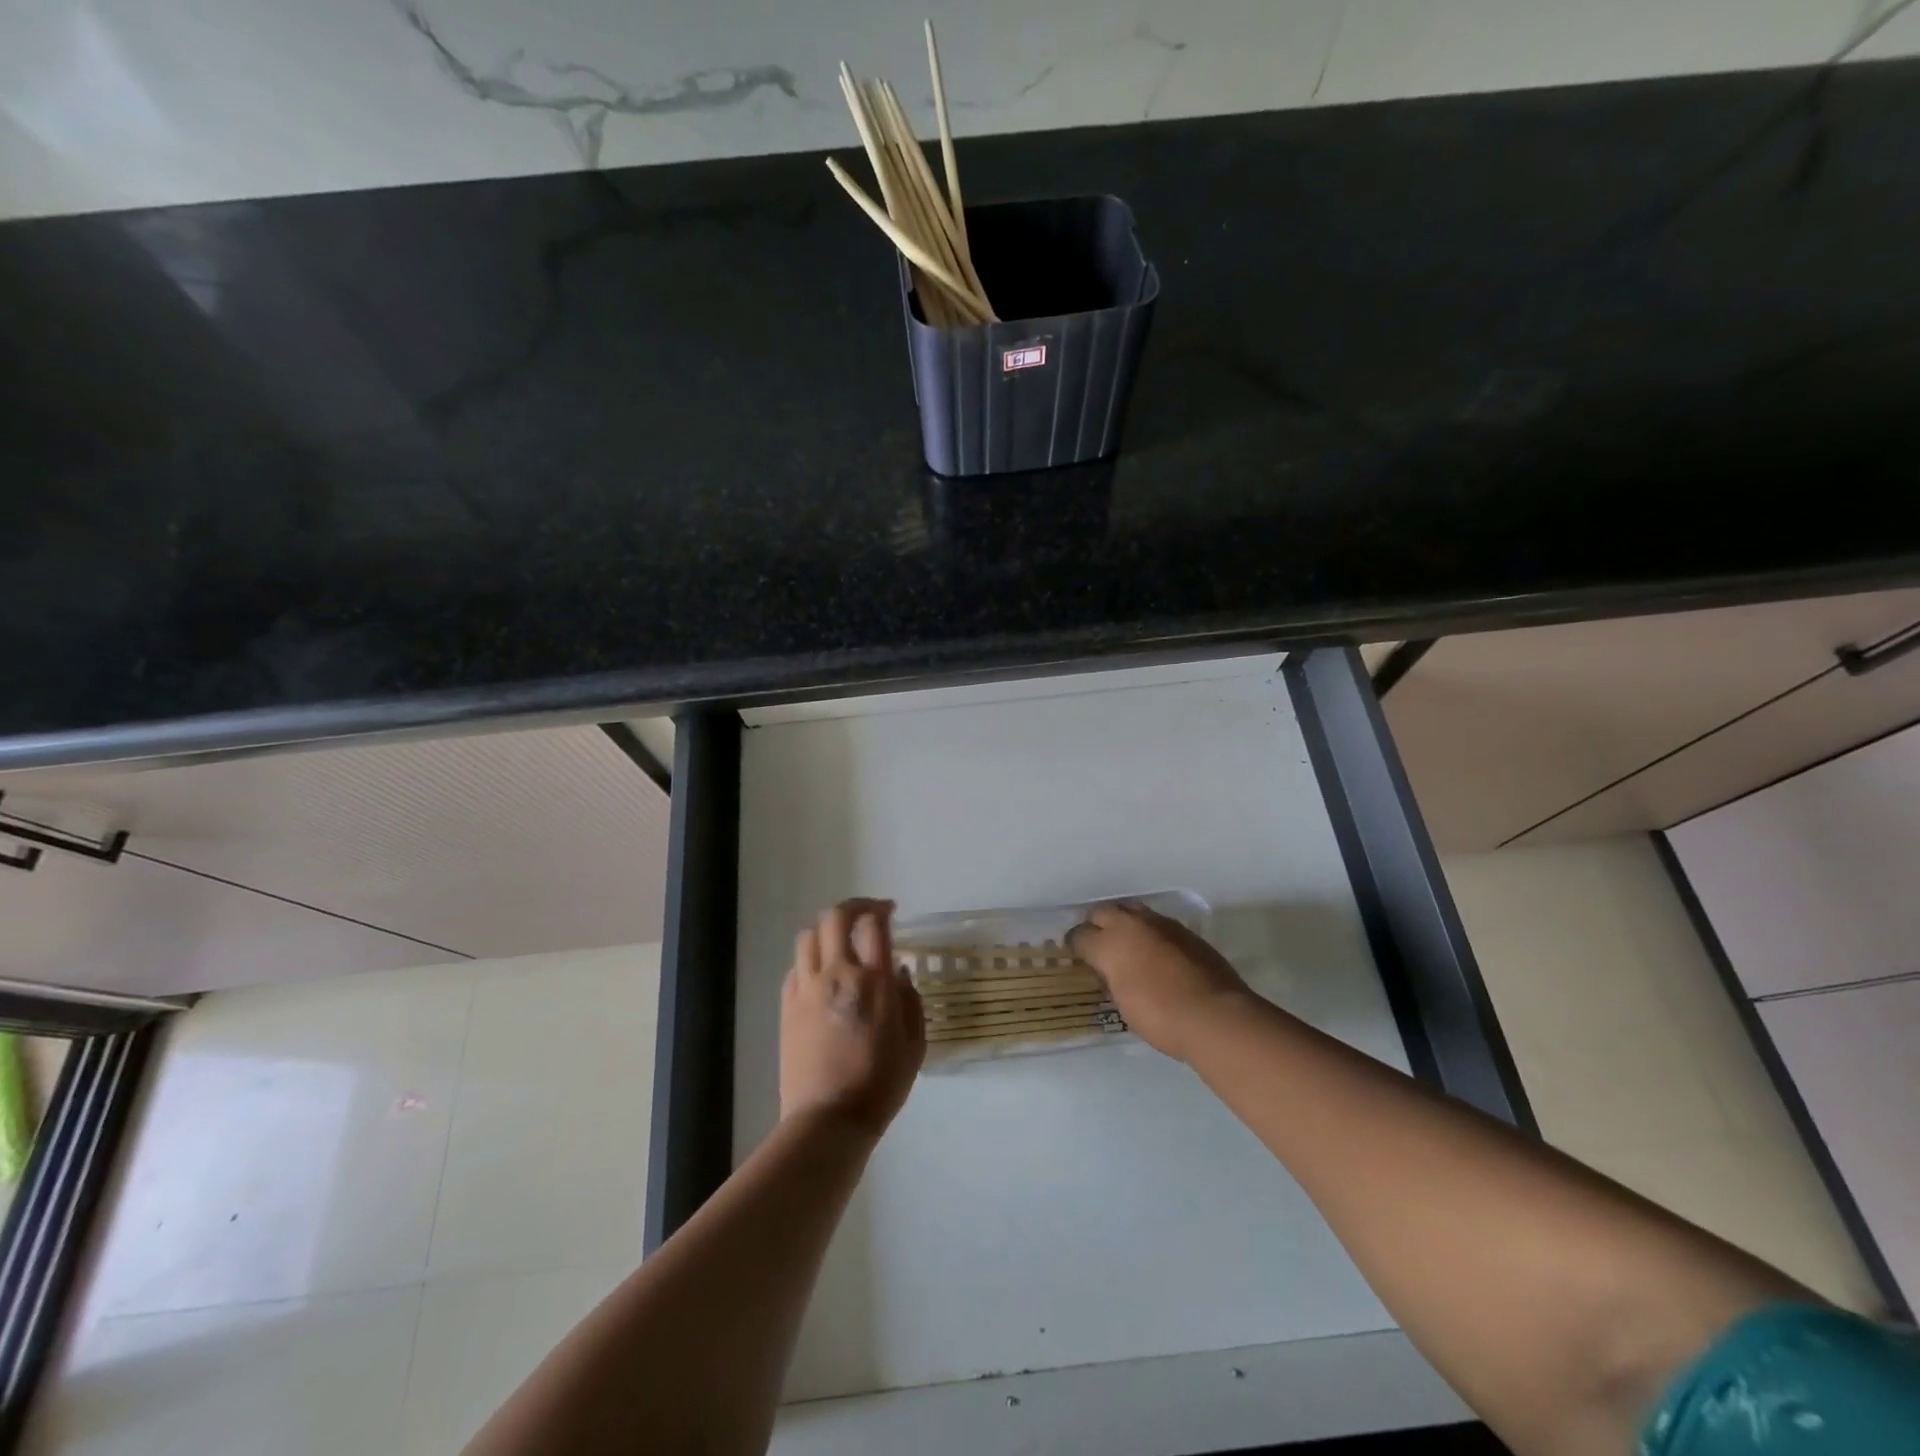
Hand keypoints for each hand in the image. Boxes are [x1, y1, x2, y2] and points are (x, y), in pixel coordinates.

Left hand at [780, 899, 925, 1137]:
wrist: (828, 1120)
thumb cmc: (880, 1085)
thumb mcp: (914, 1045)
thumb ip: (910, 1002)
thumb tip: (899, 973)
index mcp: (873, 981)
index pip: (873, 924)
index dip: (881, 909)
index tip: (890, 912)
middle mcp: (837, 974)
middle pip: (835, 917)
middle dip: (852, 907)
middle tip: (866, 915)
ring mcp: (807, 989)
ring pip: (809, 936)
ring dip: (826, 930)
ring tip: (840, 942)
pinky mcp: (787, 1007)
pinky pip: (796, 967)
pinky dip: (810, 960)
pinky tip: (821, 975)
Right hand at [1067, 901, 1254, 1062]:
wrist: (1216, 1015)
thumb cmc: (1161, 1017)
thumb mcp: (1123, 1004)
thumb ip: (1112, 979)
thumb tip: (1110, 971)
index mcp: (1109, 944)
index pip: (1080, 935)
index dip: (1076, 946)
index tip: (1079, 957)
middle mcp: (1131, 925)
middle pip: (1103, 912)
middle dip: (1097, 925)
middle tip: (1100, 947)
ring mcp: (1161, 924)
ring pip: (1131, 911)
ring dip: (1125, 924)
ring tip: (1128, 946)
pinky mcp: (1185, 930)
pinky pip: (1157, 924)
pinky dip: (1150, 933)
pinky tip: (1157, 952)